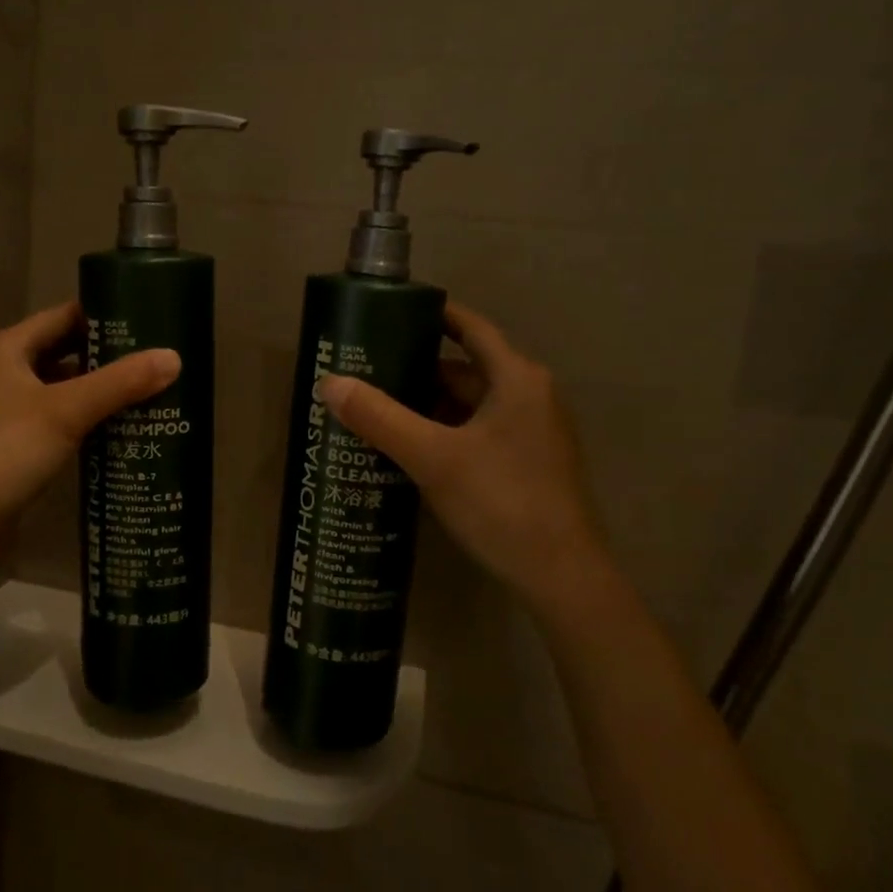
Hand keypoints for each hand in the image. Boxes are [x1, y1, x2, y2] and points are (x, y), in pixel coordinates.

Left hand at [0, 301, 179, 543]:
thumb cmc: (8, 451)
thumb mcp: (67, 411)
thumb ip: (121, 382)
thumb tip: (174, 357)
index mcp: (7, 348)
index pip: (65, 316)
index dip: (105, 316)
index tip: (148, 321)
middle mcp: (4, 368)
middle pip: (65, 349)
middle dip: (108, 354)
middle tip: (155, 356)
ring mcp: (7, 405)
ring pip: (63, 383)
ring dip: (99, 385)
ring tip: (148, 386)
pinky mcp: (15, 436)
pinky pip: (58, 412)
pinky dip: (86, 413)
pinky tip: (120, 421)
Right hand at [317, 303, 606, 607]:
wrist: (562, 578)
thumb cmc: (502, 502)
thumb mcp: (432, 457)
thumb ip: (379, 417)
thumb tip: (330, 382)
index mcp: (516, 378)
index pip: (470, 327)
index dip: (432, 315)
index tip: (389, 313)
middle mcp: (529, 396)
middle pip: (464, 368)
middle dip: (416, 369)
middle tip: (366, 371)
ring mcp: (532, 432)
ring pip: (469, 404)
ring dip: (427, 404)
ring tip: (376, 408)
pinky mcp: (527, 463)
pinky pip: (477, 431)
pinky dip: (444, 431)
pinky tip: (408, 447)